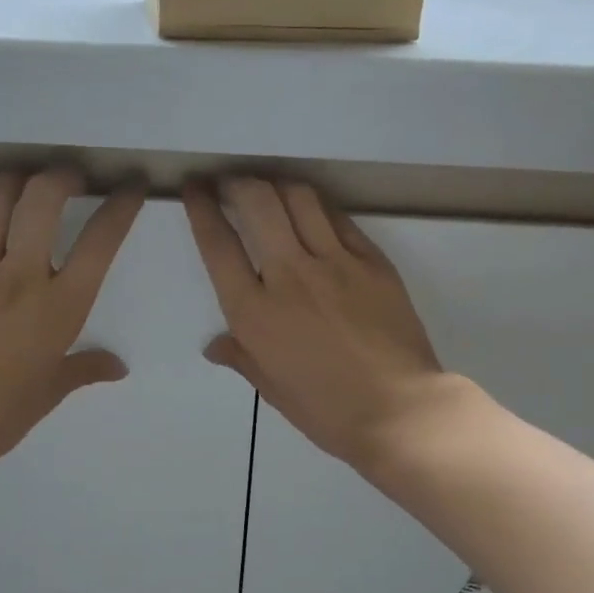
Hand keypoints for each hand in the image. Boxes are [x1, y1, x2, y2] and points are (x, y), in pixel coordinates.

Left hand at [0, 169, 142, 472]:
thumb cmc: (2, 412)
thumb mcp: (51, 390)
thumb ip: (85, 368)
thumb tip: (117, 367)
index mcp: (60, 306)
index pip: (100, 241)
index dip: (121, 205)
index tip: (131, 187)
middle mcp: (21, 275)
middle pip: (43, 198)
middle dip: (63, 175)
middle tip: (72, 176)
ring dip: (17, 177)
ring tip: (27, 180)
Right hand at [184, 177, 453, 470]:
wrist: (398, 410)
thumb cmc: (326, 410)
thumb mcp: (272, 388)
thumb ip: (241, 357)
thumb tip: (215, 346)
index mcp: (254, 312)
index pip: (218, 244)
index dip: (201, 208)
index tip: (195, 189)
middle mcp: (289, 275)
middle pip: (257, 202)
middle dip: (237, 182)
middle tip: (231, 183)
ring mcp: (335, 262)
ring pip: (299, 198)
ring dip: (278, 184)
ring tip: (271, 189)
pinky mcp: (372, 261)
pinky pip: (338, 219)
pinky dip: (318, 207)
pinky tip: (313, 211)